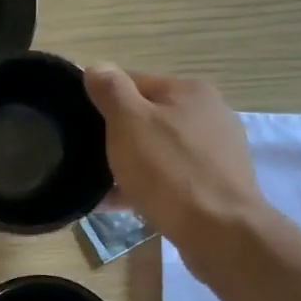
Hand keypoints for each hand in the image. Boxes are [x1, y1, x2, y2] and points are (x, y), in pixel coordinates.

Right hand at [84, 65, 264, 243]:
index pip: (133, 82)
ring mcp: (216, 151)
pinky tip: (125, 205)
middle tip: (89, 161)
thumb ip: (111, 90)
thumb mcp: (129, 122)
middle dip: (117, 137)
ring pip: (158, 151)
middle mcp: (209, 114)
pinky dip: (148, 187)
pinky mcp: (217, 185)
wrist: (221, 233)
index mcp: (189, 91)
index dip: (102, 102)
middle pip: (146, 118)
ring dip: (130, 165)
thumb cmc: (170, 172)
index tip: (80, 127)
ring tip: (102, 189)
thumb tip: (97, 67)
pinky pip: (171, 178)